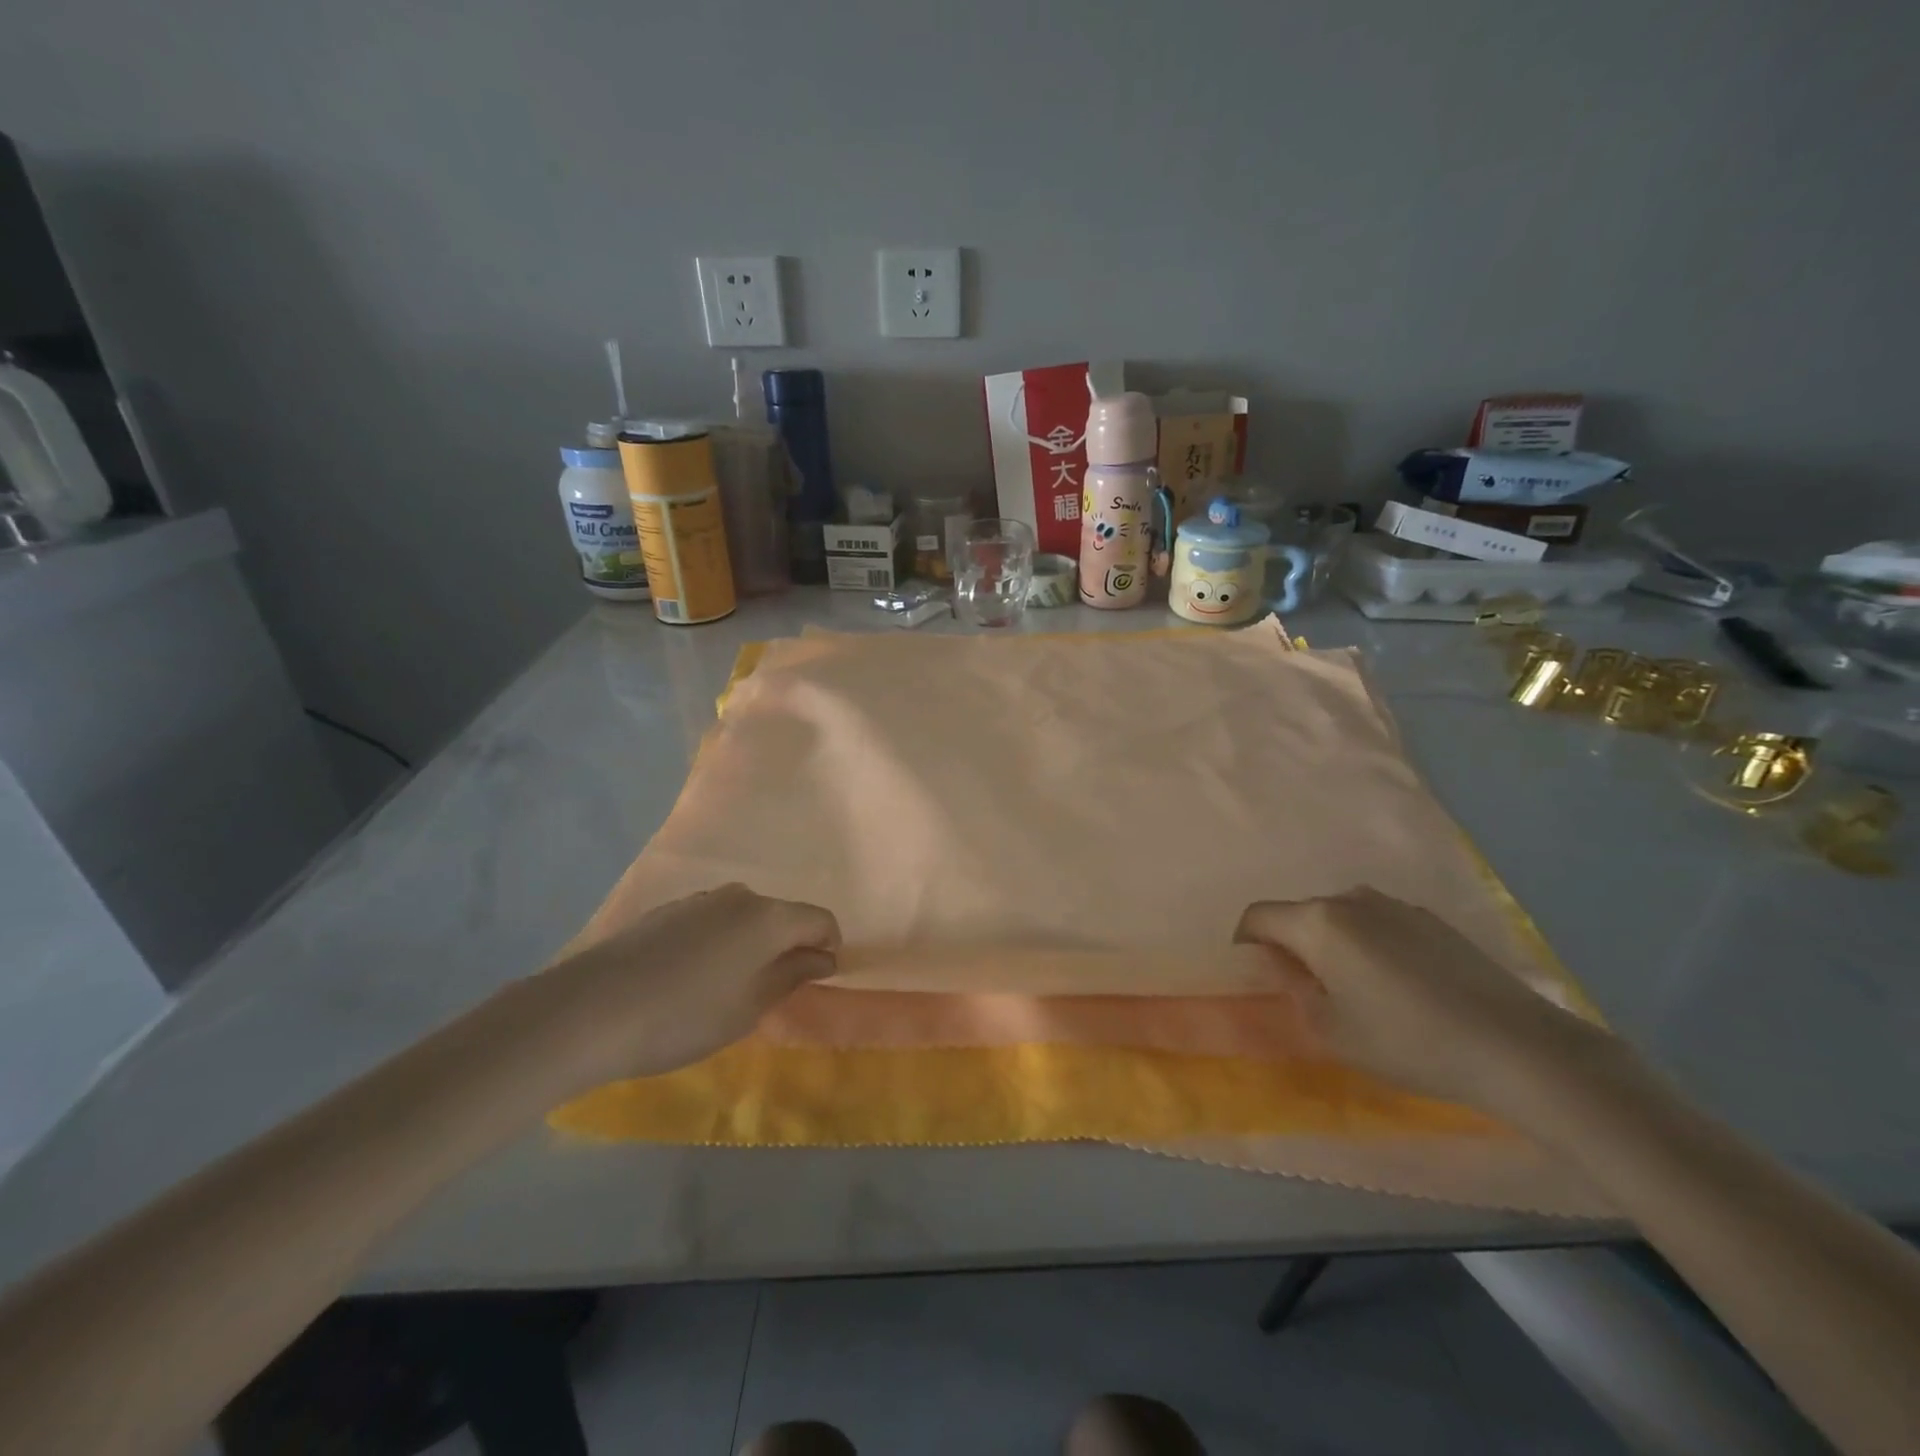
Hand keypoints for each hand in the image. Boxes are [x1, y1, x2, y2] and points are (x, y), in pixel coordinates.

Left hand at [544, 884, 838, 1086]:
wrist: (590, 1010)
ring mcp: (698, 901)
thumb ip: (792, 975)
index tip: (818, 980)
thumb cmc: (685, 1015)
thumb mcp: (750, 1006)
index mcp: (769, 917)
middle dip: (787, 947)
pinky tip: (690, 979)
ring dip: (749, 946)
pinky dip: (717, 945)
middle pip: (781, 916)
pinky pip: (710, 923)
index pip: (820, 920)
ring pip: (743, 919)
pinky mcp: (665, 912)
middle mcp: (738, 897)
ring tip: (727, 989)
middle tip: (772, 992)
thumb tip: (823, 957)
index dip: (828, 947)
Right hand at [1236, 887, 1608, 1111]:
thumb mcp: (1332, 1032)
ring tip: (1356, 990)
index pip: (1258, 916)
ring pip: (1342, 918)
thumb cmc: (1408, 1041)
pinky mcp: (1432, 920)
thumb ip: (1295, 993)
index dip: (1246, 944)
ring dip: (1333, 945)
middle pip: (1300, 915)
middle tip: (1307, 991)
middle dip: (1292, 946)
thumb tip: (1286, 971)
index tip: (1258, 977)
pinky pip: (1380, 924)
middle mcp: (1351, 900)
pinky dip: (1371, 946)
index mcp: (1318, 922)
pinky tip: (1401, 988)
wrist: (1516, 1047)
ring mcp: (1396, 905)